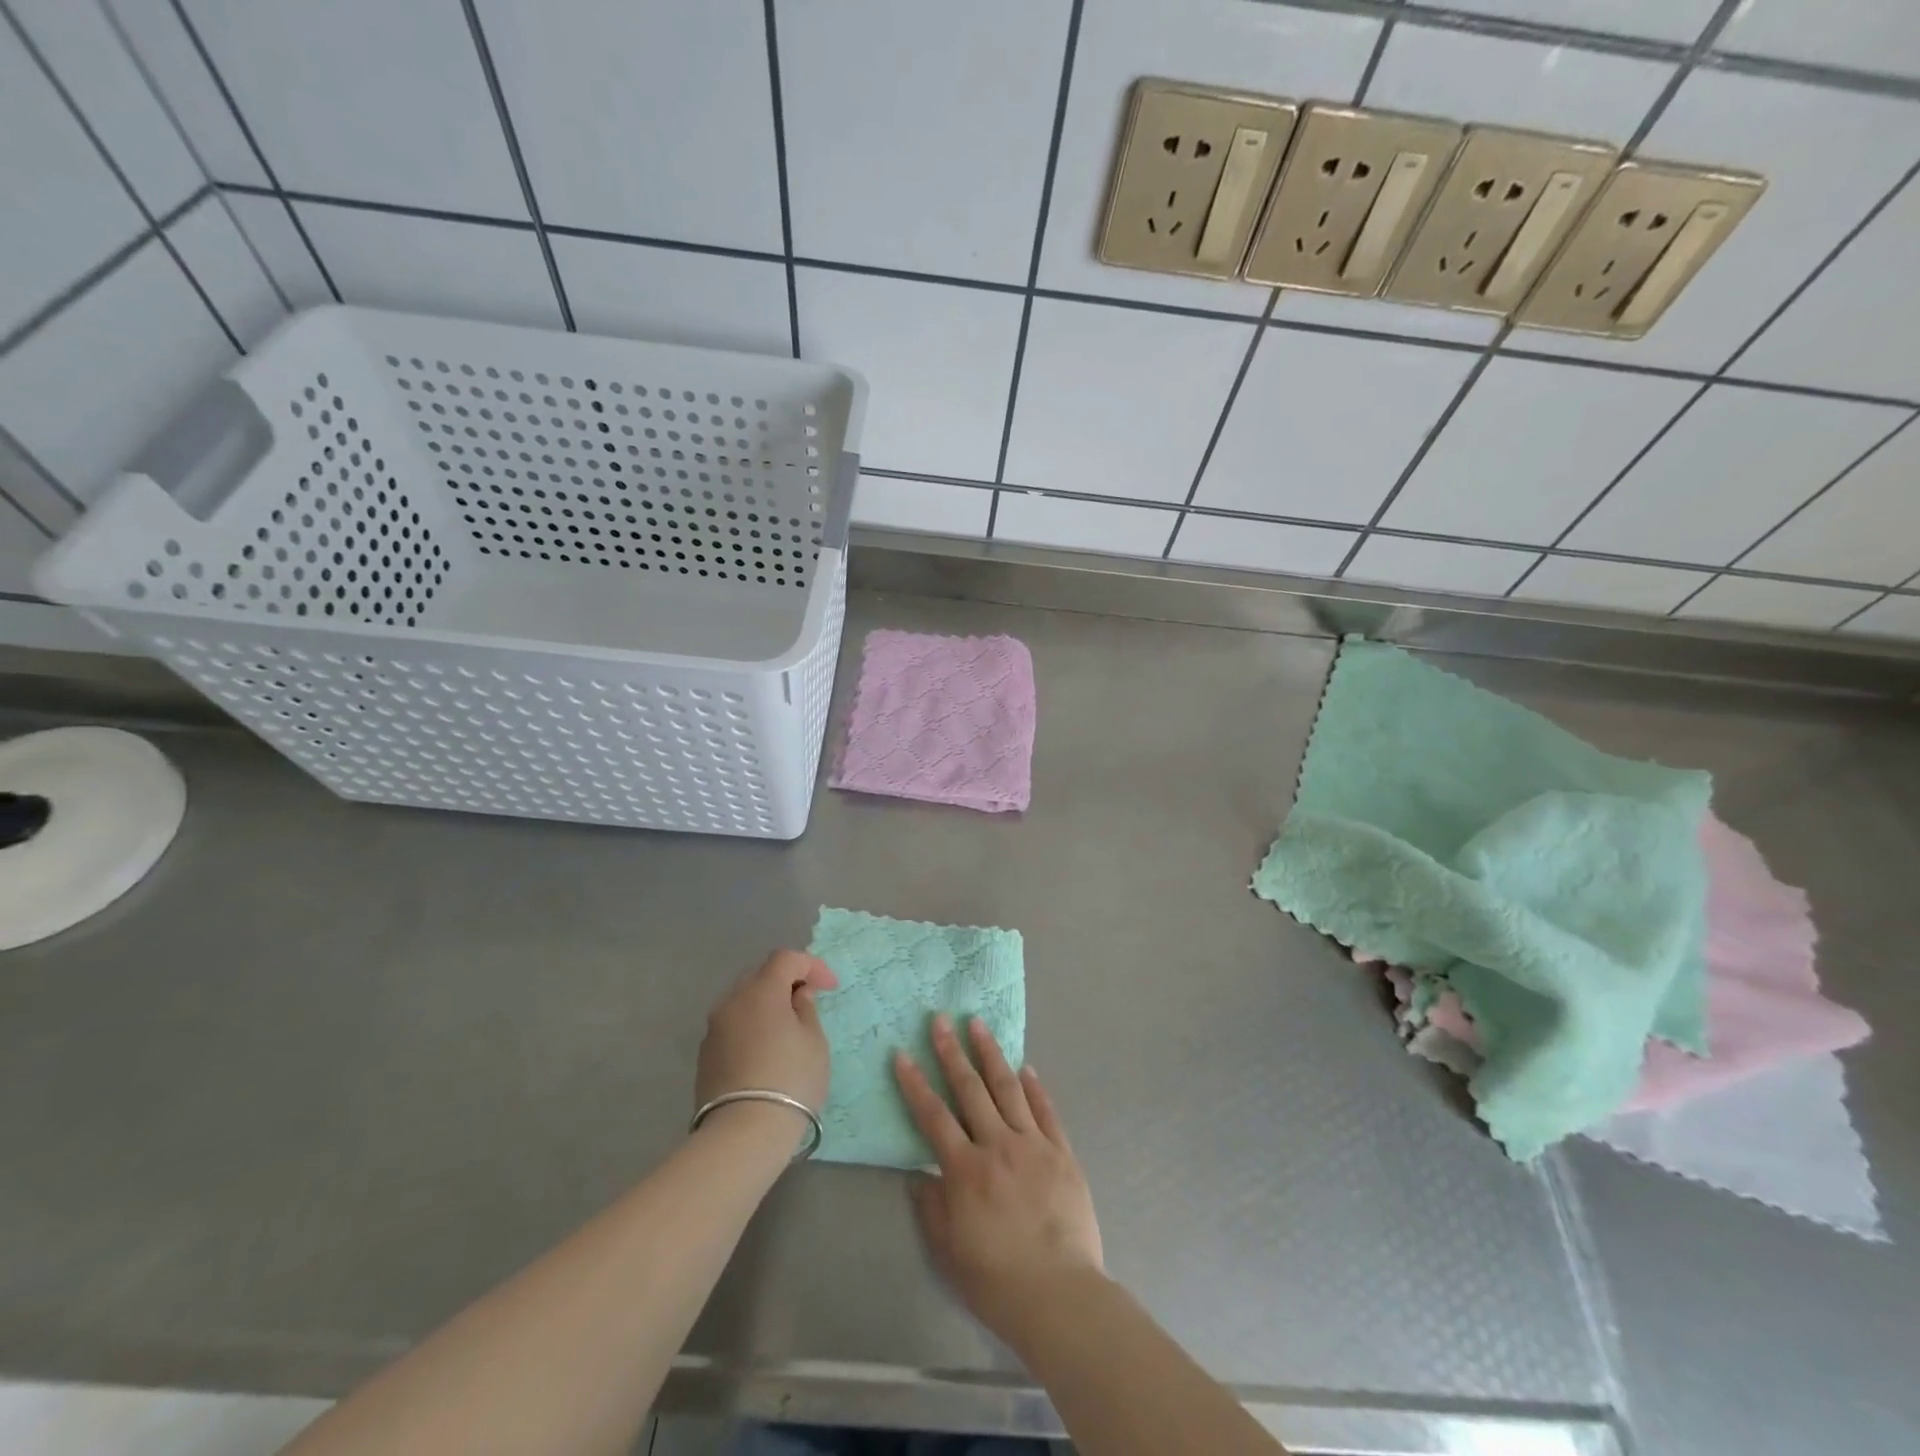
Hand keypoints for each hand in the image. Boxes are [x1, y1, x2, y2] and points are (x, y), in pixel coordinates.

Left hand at [696, 950, 838, 1120]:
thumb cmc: (790, 1080)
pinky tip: (765, 1050)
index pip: (786, 959)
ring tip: (787, 1027)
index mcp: (761, 991)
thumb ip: (806, 1009)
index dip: (811, 965)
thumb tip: (797, 995)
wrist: (742, 1134)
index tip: (830, 988)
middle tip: (808, 1001)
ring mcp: (714, 1029)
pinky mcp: (705, 1055)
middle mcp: (732, 1001)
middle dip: (786, 981)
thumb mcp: (813, 1042)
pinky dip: (752, 1026)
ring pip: (743, 1001)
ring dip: (766, 1004)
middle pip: (760, 975)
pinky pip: (733, 1025)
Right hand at [894, 1015, 1103, 1341]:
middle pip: (971, 1090)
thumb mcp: (949, 1250)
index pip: (933, 1116)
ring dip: (991, 1054)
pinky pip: (1046, 1111)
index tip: (902, 1053)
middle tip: (941, 1019)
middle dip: (952, 1052)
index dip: (915, 1083)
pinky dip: (1034, 1086)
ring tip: (979, 1025)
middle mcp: (998, 1147)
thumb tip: (920, 1174)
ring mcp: (1034, 1145)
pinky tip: (1026, 1067)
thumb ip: (931, 1206)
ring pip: (1009, 1089)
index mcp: (966, 1170)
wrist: (1060, 1296)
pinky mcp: (1062, 1153)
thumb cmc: (997, 1281)